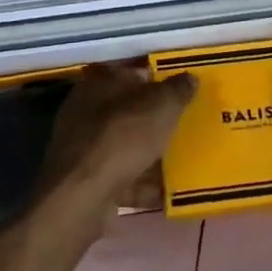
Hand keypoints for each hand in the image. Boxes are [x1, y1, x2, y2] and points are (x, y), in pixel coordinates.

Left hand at [38, 63, 195, 216]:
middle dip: (156, 120)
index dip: (159, 80)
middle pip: (130, 111)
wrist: (82, 197)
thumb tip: (189, 78)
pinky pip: (122, 177)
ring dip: (150, 154)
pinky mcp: (86, 180)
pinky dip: (142, 184)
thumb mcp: (160, 107)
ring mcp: (84, 147)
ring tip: (182, 162)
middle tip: (186, 127)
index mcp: (100, 82)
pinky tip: (167, 193)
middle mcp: (87, 110)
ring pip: (126, 145)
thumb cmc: (122, 138)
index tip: (183, 93)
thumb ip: (176, 91)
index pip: (134, 73)